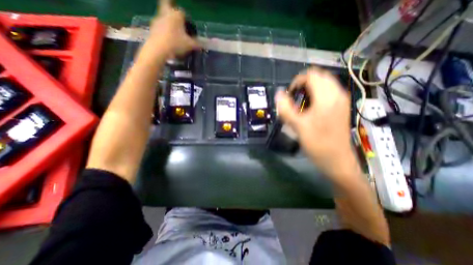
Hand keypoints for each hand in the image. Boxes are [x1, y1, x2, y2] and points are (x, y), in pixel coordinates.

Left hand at [144, 0, 197, 57]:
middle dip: (170, 4)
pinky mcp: (152, 27)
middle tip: (174, 11)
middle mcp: (166, 14)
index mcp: (176, 15)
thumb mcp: (190, 45)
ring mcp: (157, 19)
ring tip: (174, 33)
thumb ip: (197, 44)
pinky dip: (163, 29)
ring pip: (163, 16)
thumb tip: (202, 45)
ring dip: (168, 21)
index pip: (183, 13)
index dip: (187, 20)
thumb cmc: (176, 44)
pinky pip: (159, 25)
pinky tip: (167, 38)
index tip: (189, 28)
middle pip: (167, 4)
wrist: (158, 49)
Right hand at [278, 66, 354, 177]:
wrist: (337, 160)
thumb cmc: (317, 144)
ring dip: (311, 88)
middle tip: (295, 98)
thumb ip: (286, 109)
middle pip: (319, 76)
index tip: (290, 95)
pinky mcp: (342, 107)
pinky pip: (329, 91)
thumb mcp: (297, 127)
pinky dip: (317, 93)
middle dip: (304, 84)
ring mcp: (341, 100)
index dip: (297, 81)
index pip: (311, 75)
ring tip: (301, 103)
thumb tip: (278, 94)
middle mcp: (337, 94)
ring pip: (324, 83)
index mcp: (327, 98)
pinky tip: (311, 108)